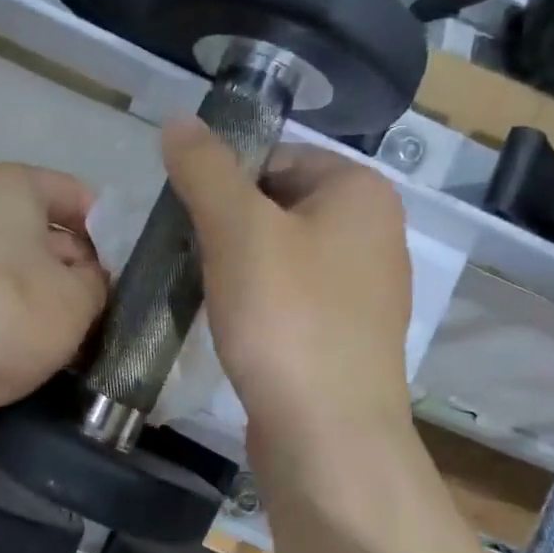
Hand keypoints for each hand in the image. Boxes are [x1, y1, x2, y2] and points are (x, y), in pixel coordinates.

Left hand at [0, 163, 107, 419]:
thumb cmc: (7, 315)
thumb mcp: (78, 298)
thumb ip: (98, 280)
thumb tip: (90, 279)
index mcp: (8, 186)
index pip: (78, 195)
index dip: (110, 232)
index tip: (129, 271)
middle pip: (47, 232)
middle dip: (81, 269)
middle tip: (111, 309)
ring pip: (21, 268)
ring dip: (52, 298)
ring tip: (82, 336)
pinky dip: (18, 315)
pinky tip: (40, 348)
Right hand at [162, 117, 413, 458]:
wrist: (327, 433)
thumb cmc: (286, 317)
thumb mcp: (237, 229)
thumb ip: (205, 170)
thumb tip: (178, 120)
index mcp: (361, 191)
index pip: (277, 156)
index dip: (223, 179)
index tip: (184, 216)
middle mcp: (375, 232)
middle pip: (278, 206)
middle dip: (227, 226)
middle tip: (186, 254)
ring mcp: (365, 290)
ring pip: (282, 255)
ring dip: (237, 266)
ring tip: (202, 290)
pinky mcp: (346, 336)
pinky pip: (291, 298)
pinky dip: (257, 303)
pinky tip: (232, 326)